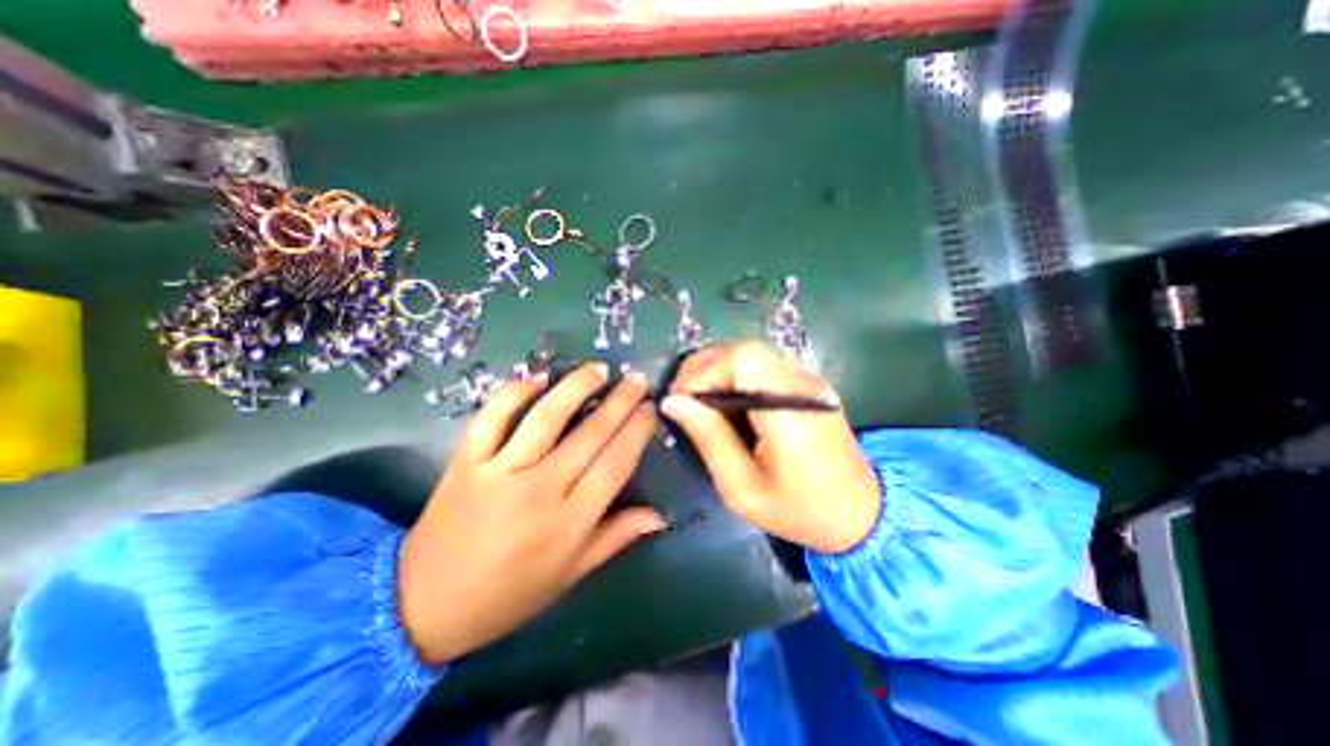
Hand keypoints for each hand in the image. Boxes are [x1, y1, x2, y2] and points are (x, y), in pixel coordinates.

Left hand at [393, 364, 665, 661]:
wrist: (425, 605)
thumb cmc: (509, 593)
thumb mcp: (571, 573)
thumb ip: (616, 538)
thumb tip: (659, 516)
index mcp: (570, 522)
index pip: (616, 463)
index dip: (637, 431)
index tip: (650, 408)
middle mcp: (540, 490)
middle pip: (590, 434)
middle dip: (620, 402)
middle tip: (637, 379)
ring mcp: (499, 471)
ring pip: (546, 418)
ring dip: (576, 387)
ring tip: (599, 369)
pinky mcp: (466, 461)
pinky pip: (493, 417)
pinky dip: (514, 393)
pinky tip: (538, 378)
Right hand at [663, 341, 881, 551]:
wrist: (862, 516)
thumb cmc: (800, 511)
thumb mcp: (742, 488)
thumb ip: (709, 439)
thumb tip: (673, 401)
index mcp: (789, 410)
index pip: (741, 360)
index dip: (702, 372)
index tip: (678, 400)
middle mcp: (802, 384)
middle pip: (744, 350)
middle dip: (704, 368)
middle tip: (682, 398)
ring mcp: (808, 382)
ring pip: (751, 355)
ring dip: (717, 370)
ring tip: (697, 400)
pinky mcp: (807, 386)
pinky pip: (762, 368)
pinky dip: (734, 376)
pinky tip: (723, 401)